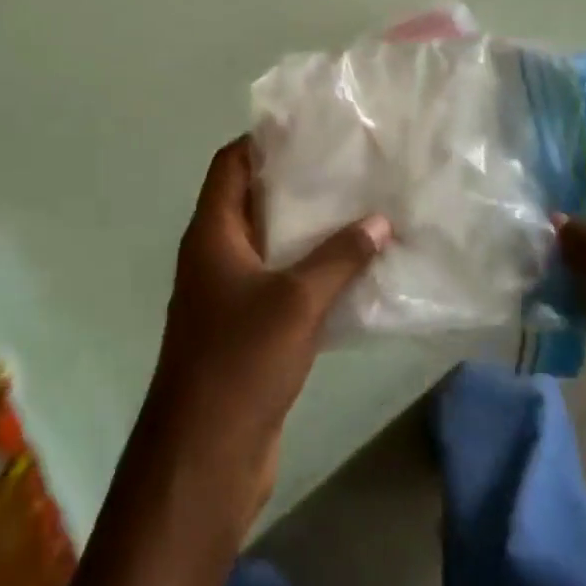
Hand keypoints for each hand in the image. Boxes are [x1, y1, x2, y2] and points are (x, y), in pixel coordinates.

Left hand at [143, 136, 389, 534]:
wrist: (205, 457)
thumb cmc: (241, 361)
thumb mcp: (296, 301)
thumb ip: (340, 258)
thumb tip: (380, 220)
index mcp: (212, 235)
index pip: (230, 165)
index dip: (262, 141)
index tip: (309, 128)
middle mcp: (215, 257)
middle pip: (253, 201)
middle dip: (296, 183)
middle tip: (347, 166)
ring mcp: (229, 296)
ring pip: (270, 246)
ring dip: (308, 231)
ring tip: (359, 209)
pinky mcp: (247, 331)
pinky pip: (281, 285)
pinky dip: (311, 273)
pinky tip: (353, 271)